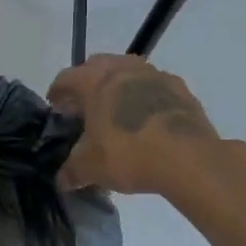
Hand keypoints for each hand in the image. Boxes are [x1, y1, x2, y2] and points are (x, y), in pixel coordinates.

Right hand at [48, 55, 218, 194]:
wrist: (190, 159)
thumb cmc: (129, 153)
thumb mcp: (91, 168)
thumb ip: (72, 171)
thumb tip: (61, 180)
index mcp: (94, 80)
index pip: (66, 78)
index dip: (57, 92)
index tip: (55, 107)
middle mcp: (122, 68)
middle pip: (97, 65)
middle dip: (88, 82)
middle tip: (85, 107)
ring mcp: (154, 75)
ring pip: (128, 71)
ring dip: (119, 86)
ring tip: (118, 111)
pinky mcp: (181, 89)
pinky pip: (155, 87)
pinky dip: (147, 97)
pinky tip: (148, 119)